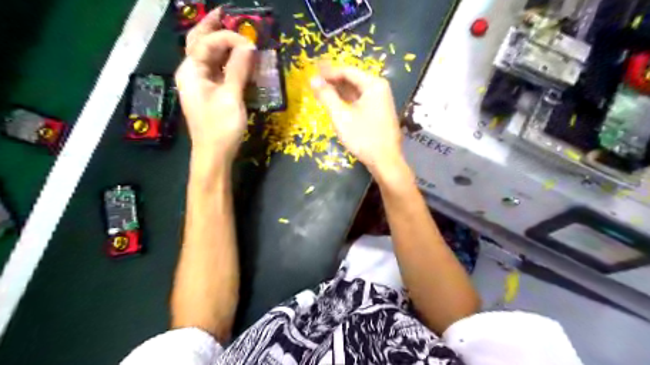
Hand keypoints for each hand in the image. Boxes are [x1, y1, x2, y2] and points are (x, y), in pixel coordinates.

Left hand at [176, 7, 256, 163]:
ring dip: (220, 43)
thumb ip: (238, 70)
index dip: (227, 37)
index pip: (206, 43)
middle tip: (226, 14)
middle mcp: (191, 73)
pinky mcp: (209, 93)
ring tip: (232, 31)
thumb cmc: (220, 127)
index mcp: (191, 71)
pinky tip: (236, 58)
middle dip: (212, 27)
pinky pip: (216, 70)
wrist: (214, 155)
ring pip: (208, 56)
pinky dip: (226, 61)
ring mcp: (199, 84)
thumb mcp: (231, 97)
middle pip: (199, 43)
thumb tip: (248, 46)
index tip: (249, 43)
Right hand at [311, 65, 404, 176]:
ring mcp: (380, 101)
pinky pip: (359, 101)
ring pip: (355, 91)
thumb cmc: (363, 137)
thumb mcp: (341, 116)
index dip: (328, 72)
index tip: (312, 71)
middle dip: (333, 80)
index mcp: (373, 85)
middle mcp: (379, 88)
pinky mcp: (378, 112)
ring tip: (320, 90)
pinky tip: (334, 103)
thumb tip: (313, 79)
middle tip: (314, 80)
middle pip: (352, 80)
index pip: (347, 71)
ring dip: (338, 91)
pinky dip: (346, 101)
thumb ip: (326, 96)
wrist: (385, 161)